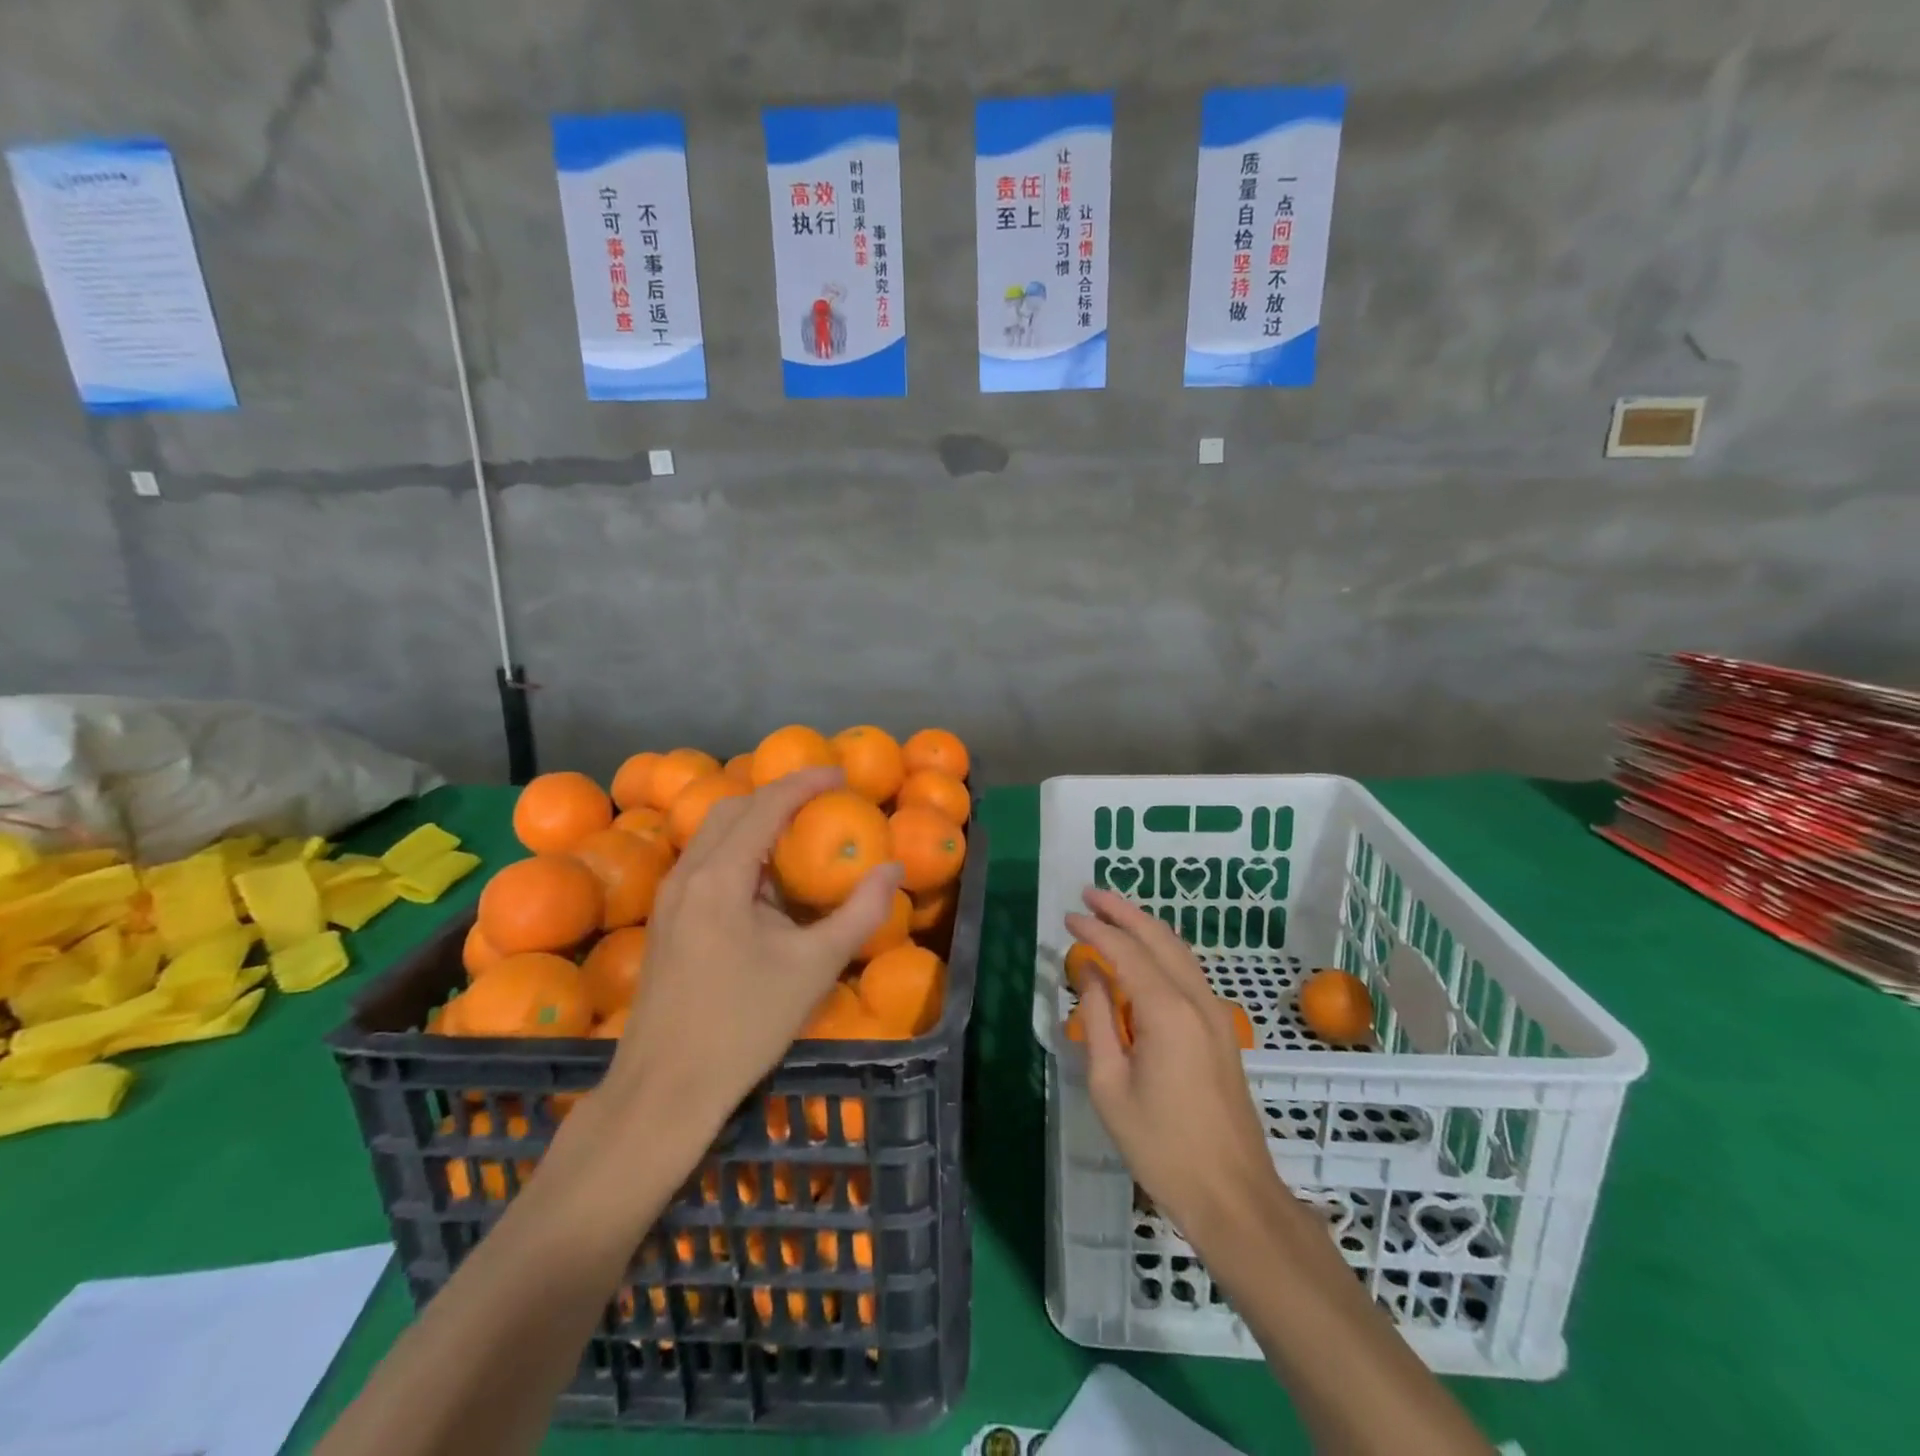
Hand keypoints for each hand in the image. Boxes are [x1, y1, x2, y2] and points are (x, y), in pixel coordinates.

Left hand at [598, 767, 901, 1138]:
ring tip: (799, 831)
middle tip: (823, 800)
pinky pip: (705, 861)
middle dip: (779, 795)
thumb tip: (893, 870)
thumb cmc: (744, 1024)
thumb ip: (860, 913)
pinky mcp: (667, 919)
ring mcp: (671, 897)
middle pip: (733, 808)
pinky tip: (766, 880)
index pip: (767, 805)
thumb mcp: (815, 967)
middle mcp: (688, 874)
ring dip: (756, 820)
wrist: (664, 1089)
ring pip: (713, 833)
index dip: (806, 782)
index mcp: (721, 876)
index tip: (842, 775)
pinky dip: (739, 849)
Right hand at [1066, 888, 1284, 1242]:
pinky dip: (1161, 951)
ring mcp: (1216, 1013)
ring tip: (1111, 912)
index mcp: (1167, 1011)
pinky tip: (1142, 954)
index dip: (1095, 929)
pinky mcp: (1222, 1030)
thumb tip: (1089, 972)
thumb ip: (1098, 1019)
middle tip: (1089, 894)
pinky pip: (1188, 972)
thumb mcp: (1111, 1085)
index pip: (1125, 951)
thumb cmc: (1162, 1146)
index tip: (1067, 916)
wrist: (1234, 1195)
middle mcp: (1197, 1000)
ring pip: (1178, 951)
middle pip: (1159, 938)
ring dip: (1144, 927)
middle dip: (1123, 911)